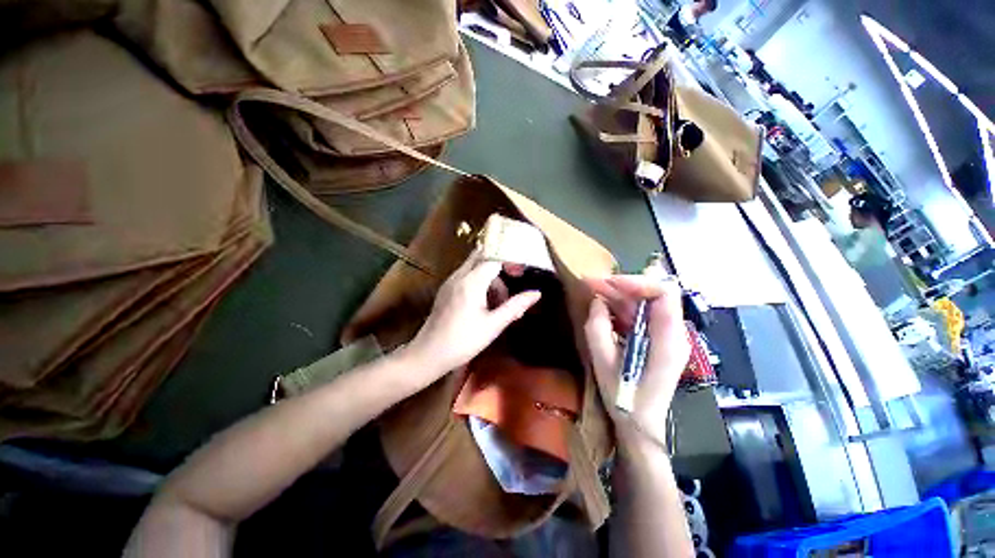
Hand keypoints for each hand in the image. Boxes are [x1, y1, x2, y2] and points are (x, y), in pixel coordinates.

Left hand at [408, 250, 541, 375]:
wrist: (429, 354)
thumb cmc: (463, 341)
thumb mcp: (493, 325)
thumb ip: (515, 306)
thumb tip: (536, 293)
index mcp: (471, 282)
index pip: (493, 258)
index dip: (509, 262)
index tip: (521, 273)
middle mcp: (459, 276)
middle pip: (482, 258)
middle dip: (500, 268)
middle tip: (511, 286)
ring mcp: (450, 282)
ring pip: (475, 267)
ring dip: (490, 278)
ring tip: (500, 304)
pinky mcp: (447, 290)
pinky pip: (466, 276)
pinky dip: (480, 283)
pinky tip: (485, 305)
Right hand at [584, 275, 689, 443]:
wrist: (640, 425)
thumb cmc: (624, 398)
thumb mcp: (603, 362)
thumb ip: (598, 328)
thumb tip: (598, 301)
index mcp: (668, 339)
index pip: (664, 292)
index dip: (636, 282)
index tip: (608, 284)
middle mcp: (674, 333)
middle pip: (653, 295)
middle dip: (621, 287)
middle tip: (591, 285)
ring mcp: (667, 336)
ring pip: (645, 303)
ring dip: (619, 296)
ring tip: (593, 293)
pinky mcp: (657, 341)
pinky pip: (641, 315)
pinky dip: (621, 308)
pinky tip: (604, 309)